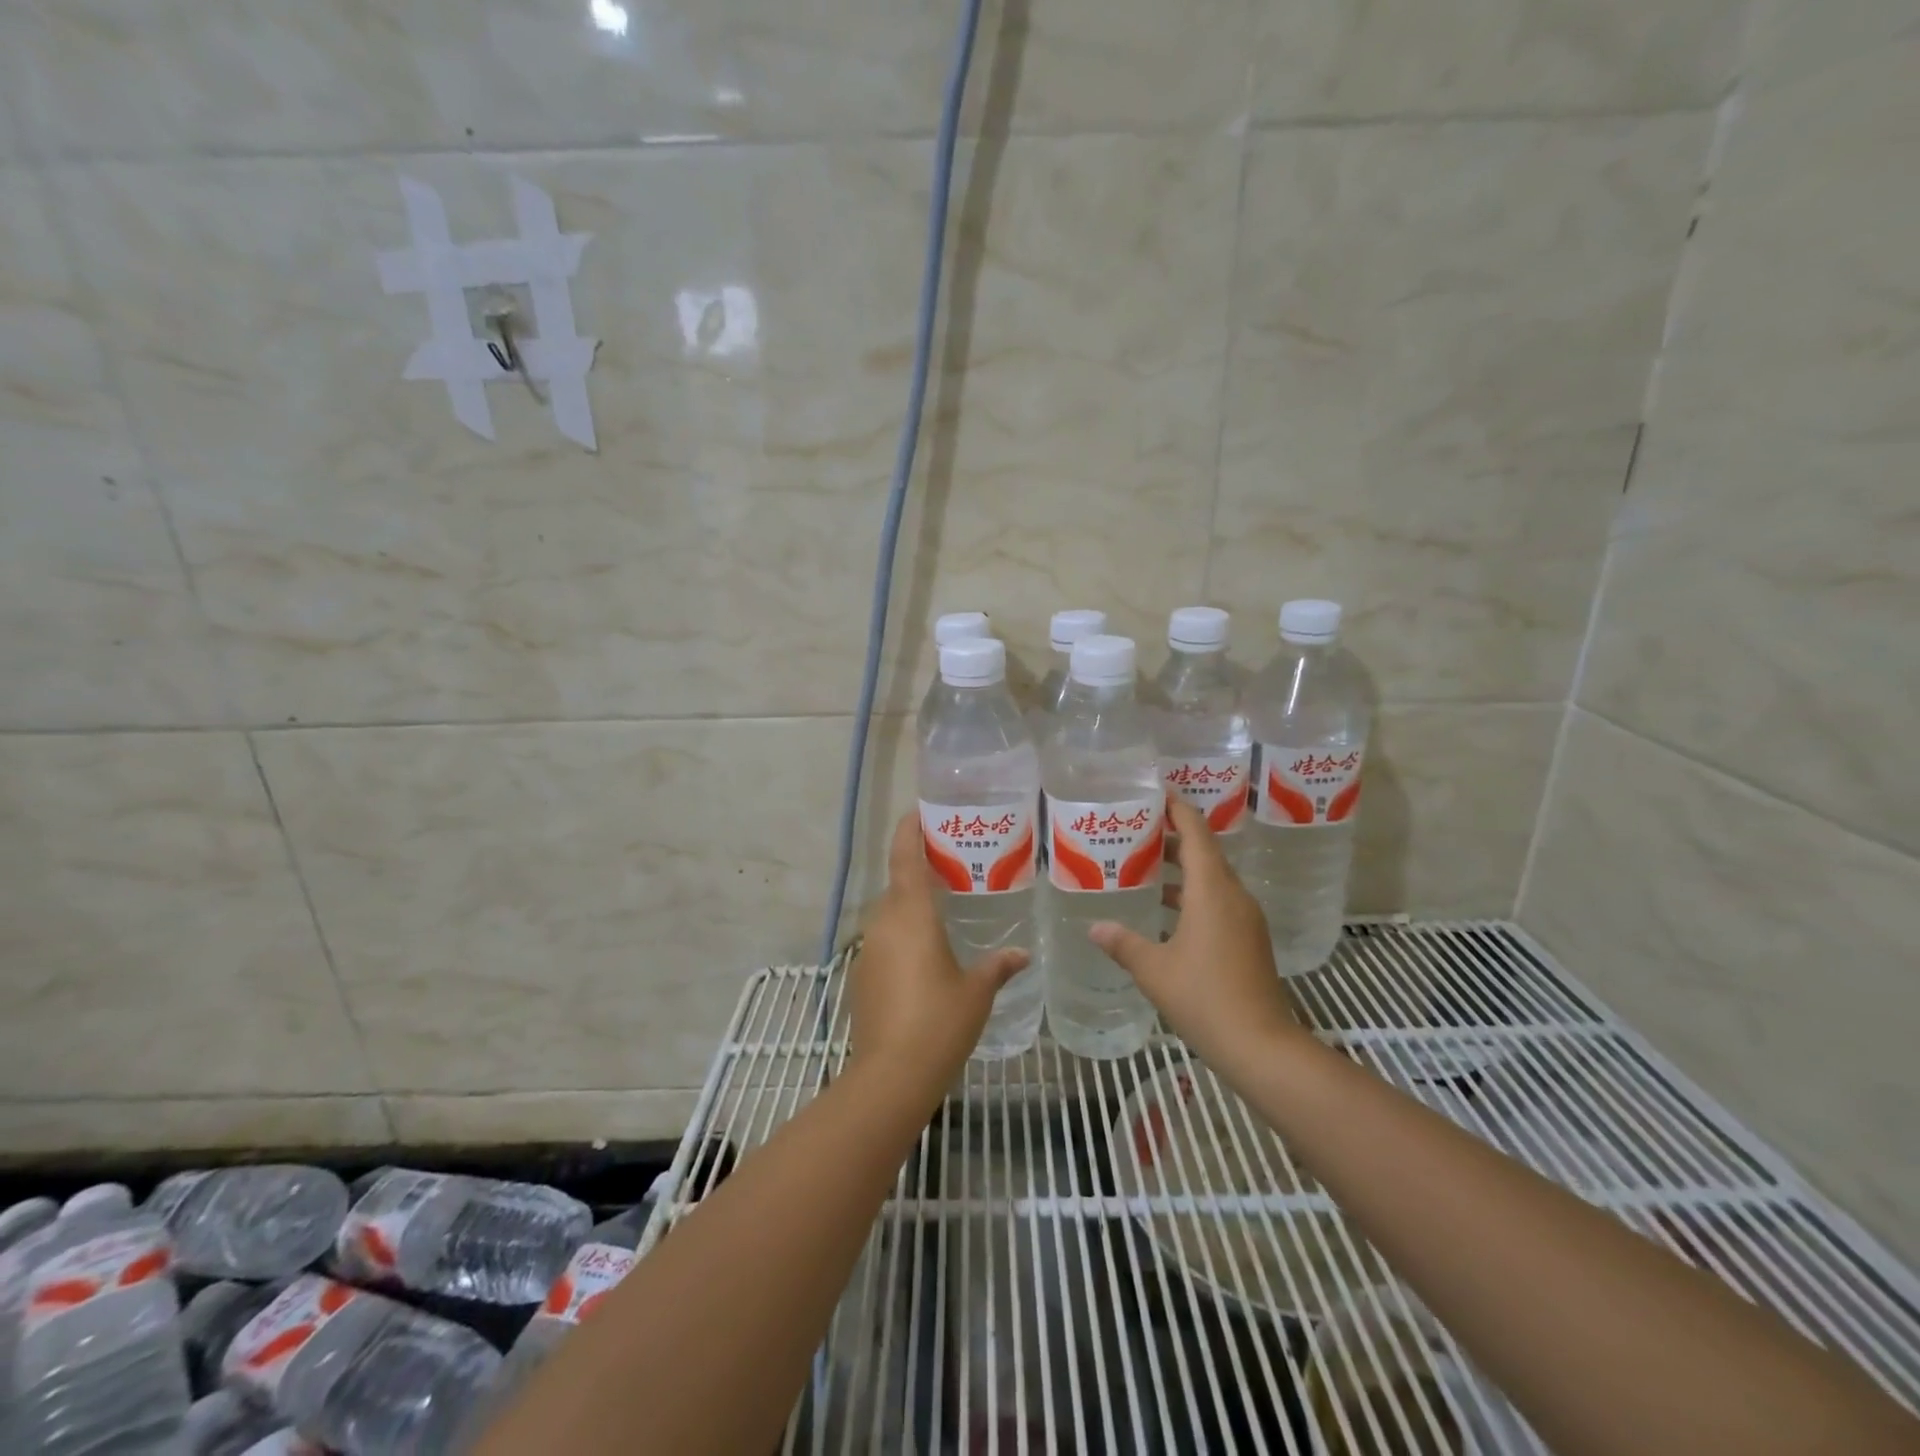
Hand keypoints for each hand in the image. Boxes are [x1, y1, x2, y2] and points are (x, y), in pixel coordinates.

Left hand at [848, 812, 1029, 1094]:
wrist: (890, 1076)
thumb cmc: (939, 1023)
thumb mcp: (977, 992)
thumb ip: (998, 965)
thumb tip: (1021, 954)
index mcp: (911, 915)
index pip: (905, 856)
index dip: (909, 829)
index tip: (920, 811)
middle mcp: (884, 923)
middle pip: (897, 882)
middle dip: (919, 868)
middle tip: (952, 863)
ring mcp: (868, 949)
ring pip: (890, 912)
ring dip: (910, 904)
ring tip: (943, 906)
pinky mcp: (862, 975)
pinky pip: (884, 939)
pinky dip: (902, 934)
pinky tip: (925, 954)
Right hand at [1089, 798, 1307, 1069]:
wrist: (1261, 1045)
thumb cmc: (1204, 998)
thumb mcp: (1153, 969)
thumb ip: (1122, 943)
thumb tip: (1094, 927)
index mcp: (1212, 890)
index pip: (1196, 832)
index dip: (1177, 808)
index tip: (1155, 792)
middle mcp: (1233, 895)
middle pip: (1205, 851)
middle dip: (1173, 837)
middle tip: (1136, 829)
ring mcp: (1246, 918)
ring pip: (1212, 878)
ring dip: (1182, 868)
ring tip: (1144, 865)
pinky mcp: (1249, 939)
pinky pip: (1219, 900)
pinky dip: (1192, 894)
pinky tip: (1166, 912)